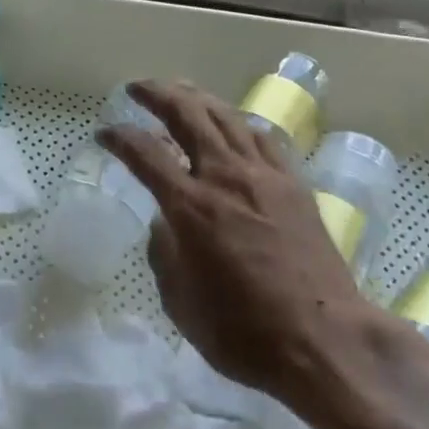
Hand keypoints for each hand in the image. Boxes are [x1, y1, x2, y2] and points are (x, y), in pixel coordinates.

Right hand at [97, 80, 376, 415]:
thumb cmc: (244, 333)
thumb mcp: (181, 302)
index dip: (118, 138)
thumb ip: (164, 252)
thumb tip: (166, 220)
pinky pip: (262, 137)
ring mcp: (264, 176)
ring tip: (180, 90)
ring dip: (197, 97)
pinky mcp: (294, 184)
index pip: (144, 153)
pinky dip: (238, 122)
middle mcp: (225, 177)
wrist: (325, 340)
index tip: (104, 134)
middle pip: (187, 114)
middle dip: (157, 93)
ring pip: (226, 116)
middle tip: (138, 88)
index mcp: (191, 207)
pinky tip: (232, 123)